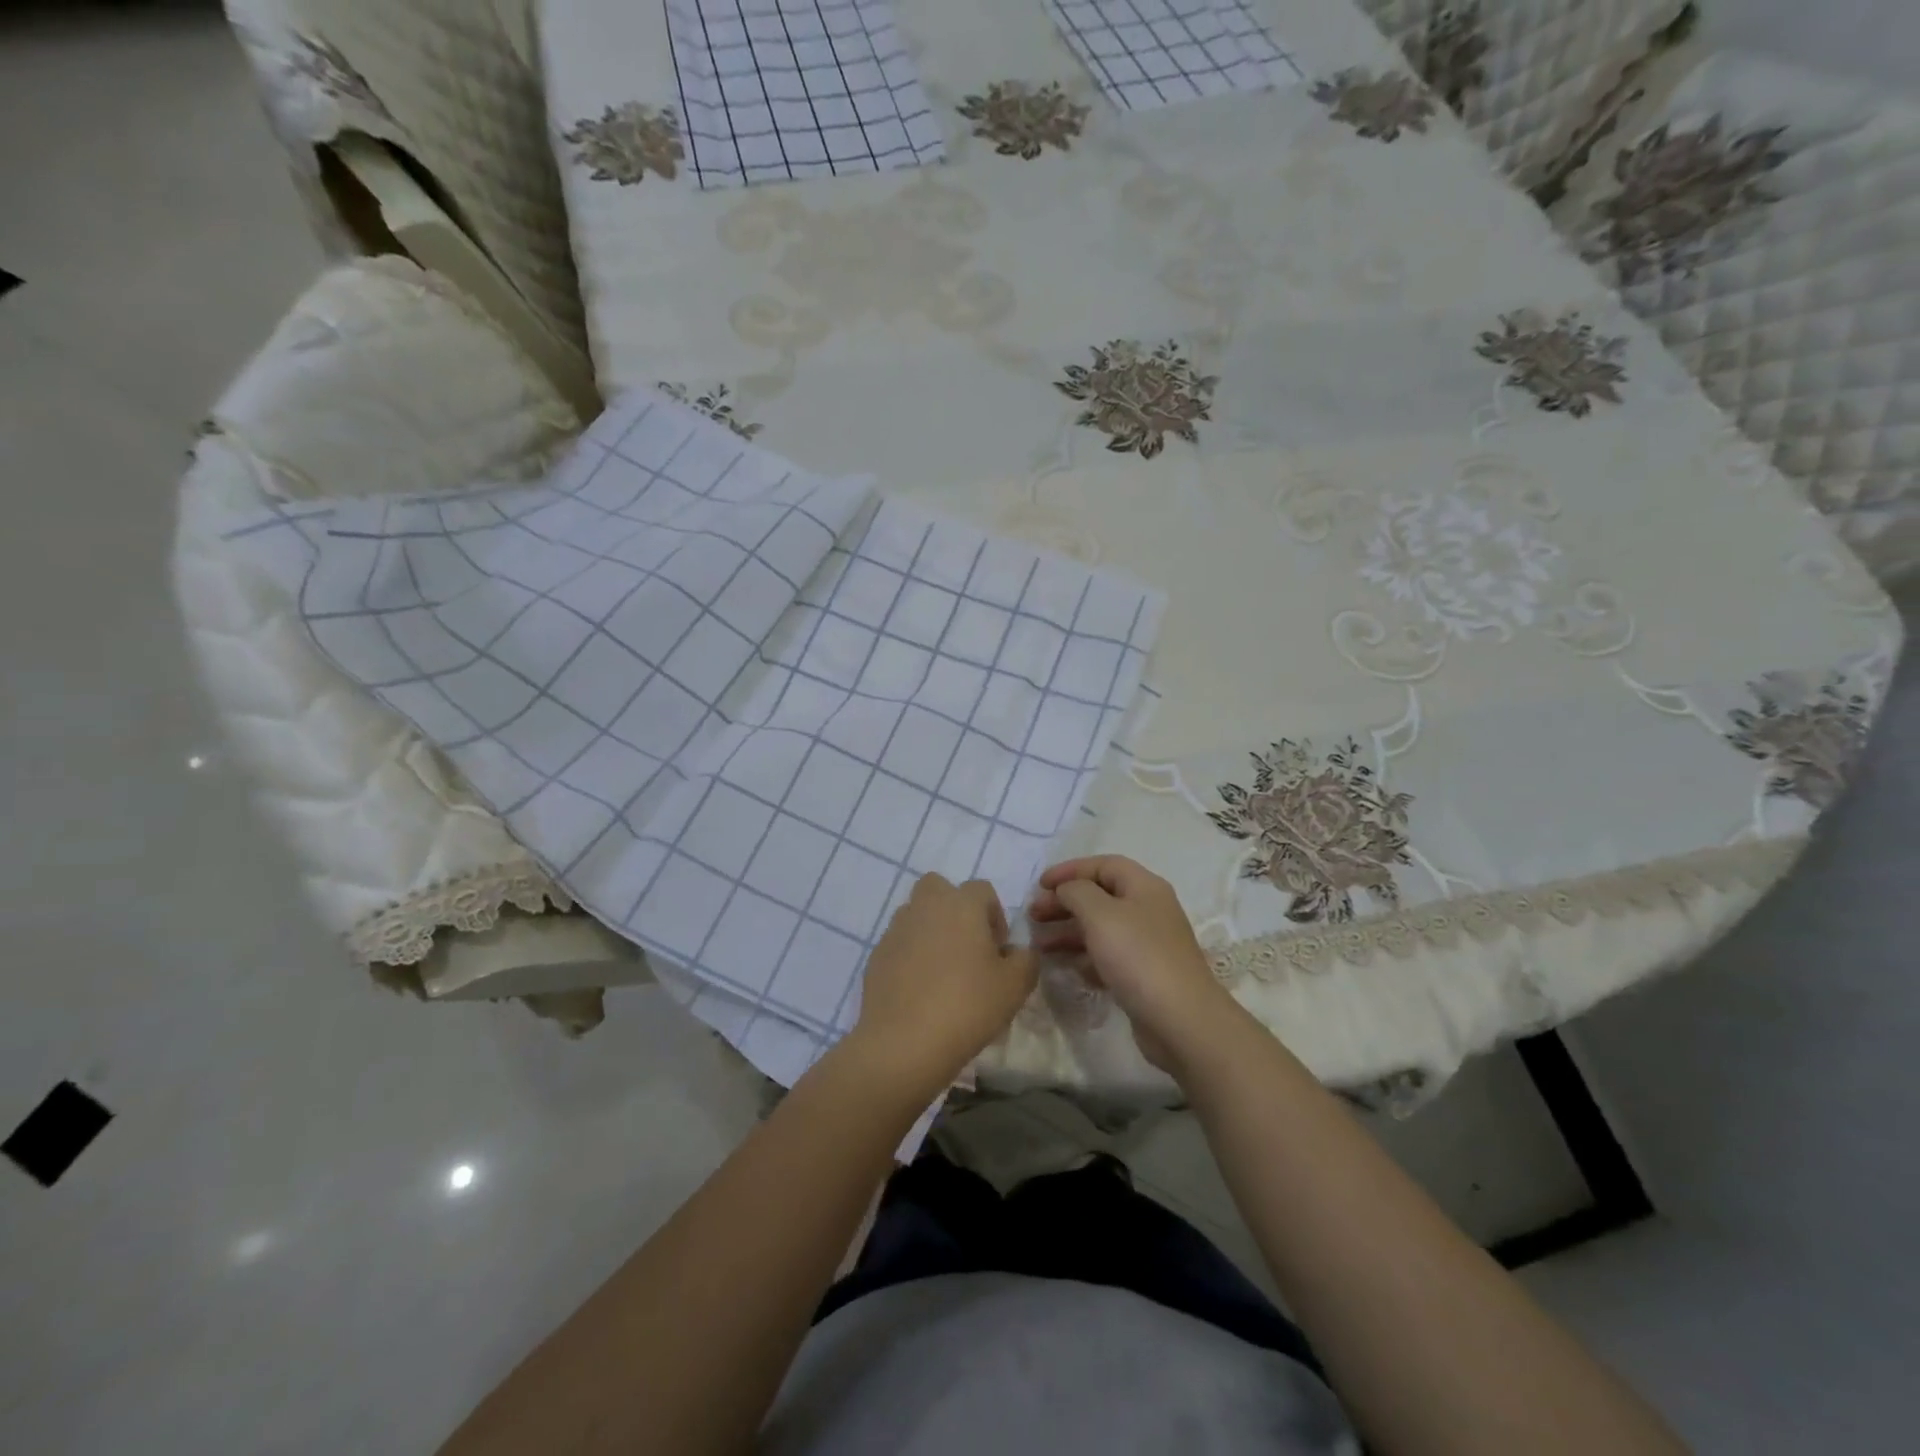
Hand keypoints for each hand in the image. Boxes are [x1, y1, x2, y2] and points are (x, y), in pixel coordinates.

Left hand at [845, 875, 1038, 1102]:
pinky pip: (899, 944)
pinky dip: (910, 956)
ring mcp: (896, 930)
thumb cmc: (968, 1005)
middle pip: (939, 889)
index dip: (995, 916)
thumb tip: (1016, 952)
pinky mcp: (877, 955)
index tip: (999, 951)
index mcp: (961, 904)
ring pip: (916, 914)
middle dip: (955, 910)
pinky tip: (920, 990)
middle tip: (968, 949)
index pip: (982, 890)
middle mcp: (925, 906)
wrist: (904, 1042)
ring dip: (931, 931)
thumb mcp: (1016, 986)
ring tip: (942, 972)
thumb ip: (1026, 959)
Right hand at [1028, 856, 1241, 1075]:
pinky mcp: (1143, 975)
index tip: (1040, 885)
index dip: (1069, 870)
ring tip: (1039, 944)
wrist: (1181, 1020)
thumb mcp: (1100, 914)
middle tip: (1033, 915)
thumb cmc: (1138, 957)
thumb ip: (1076, 892)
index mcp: (1144, 887)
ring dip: (1068, 931)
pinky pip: (1107, 956)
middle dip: (1064, 902)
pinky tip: (1066, 967)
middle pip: (1099, 896)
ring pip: (1101, 928)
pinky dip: (1084, 957)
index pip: (1103, 865)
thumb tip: (1067, 889)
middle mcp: (1148, 910)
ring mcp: (1147, 944)